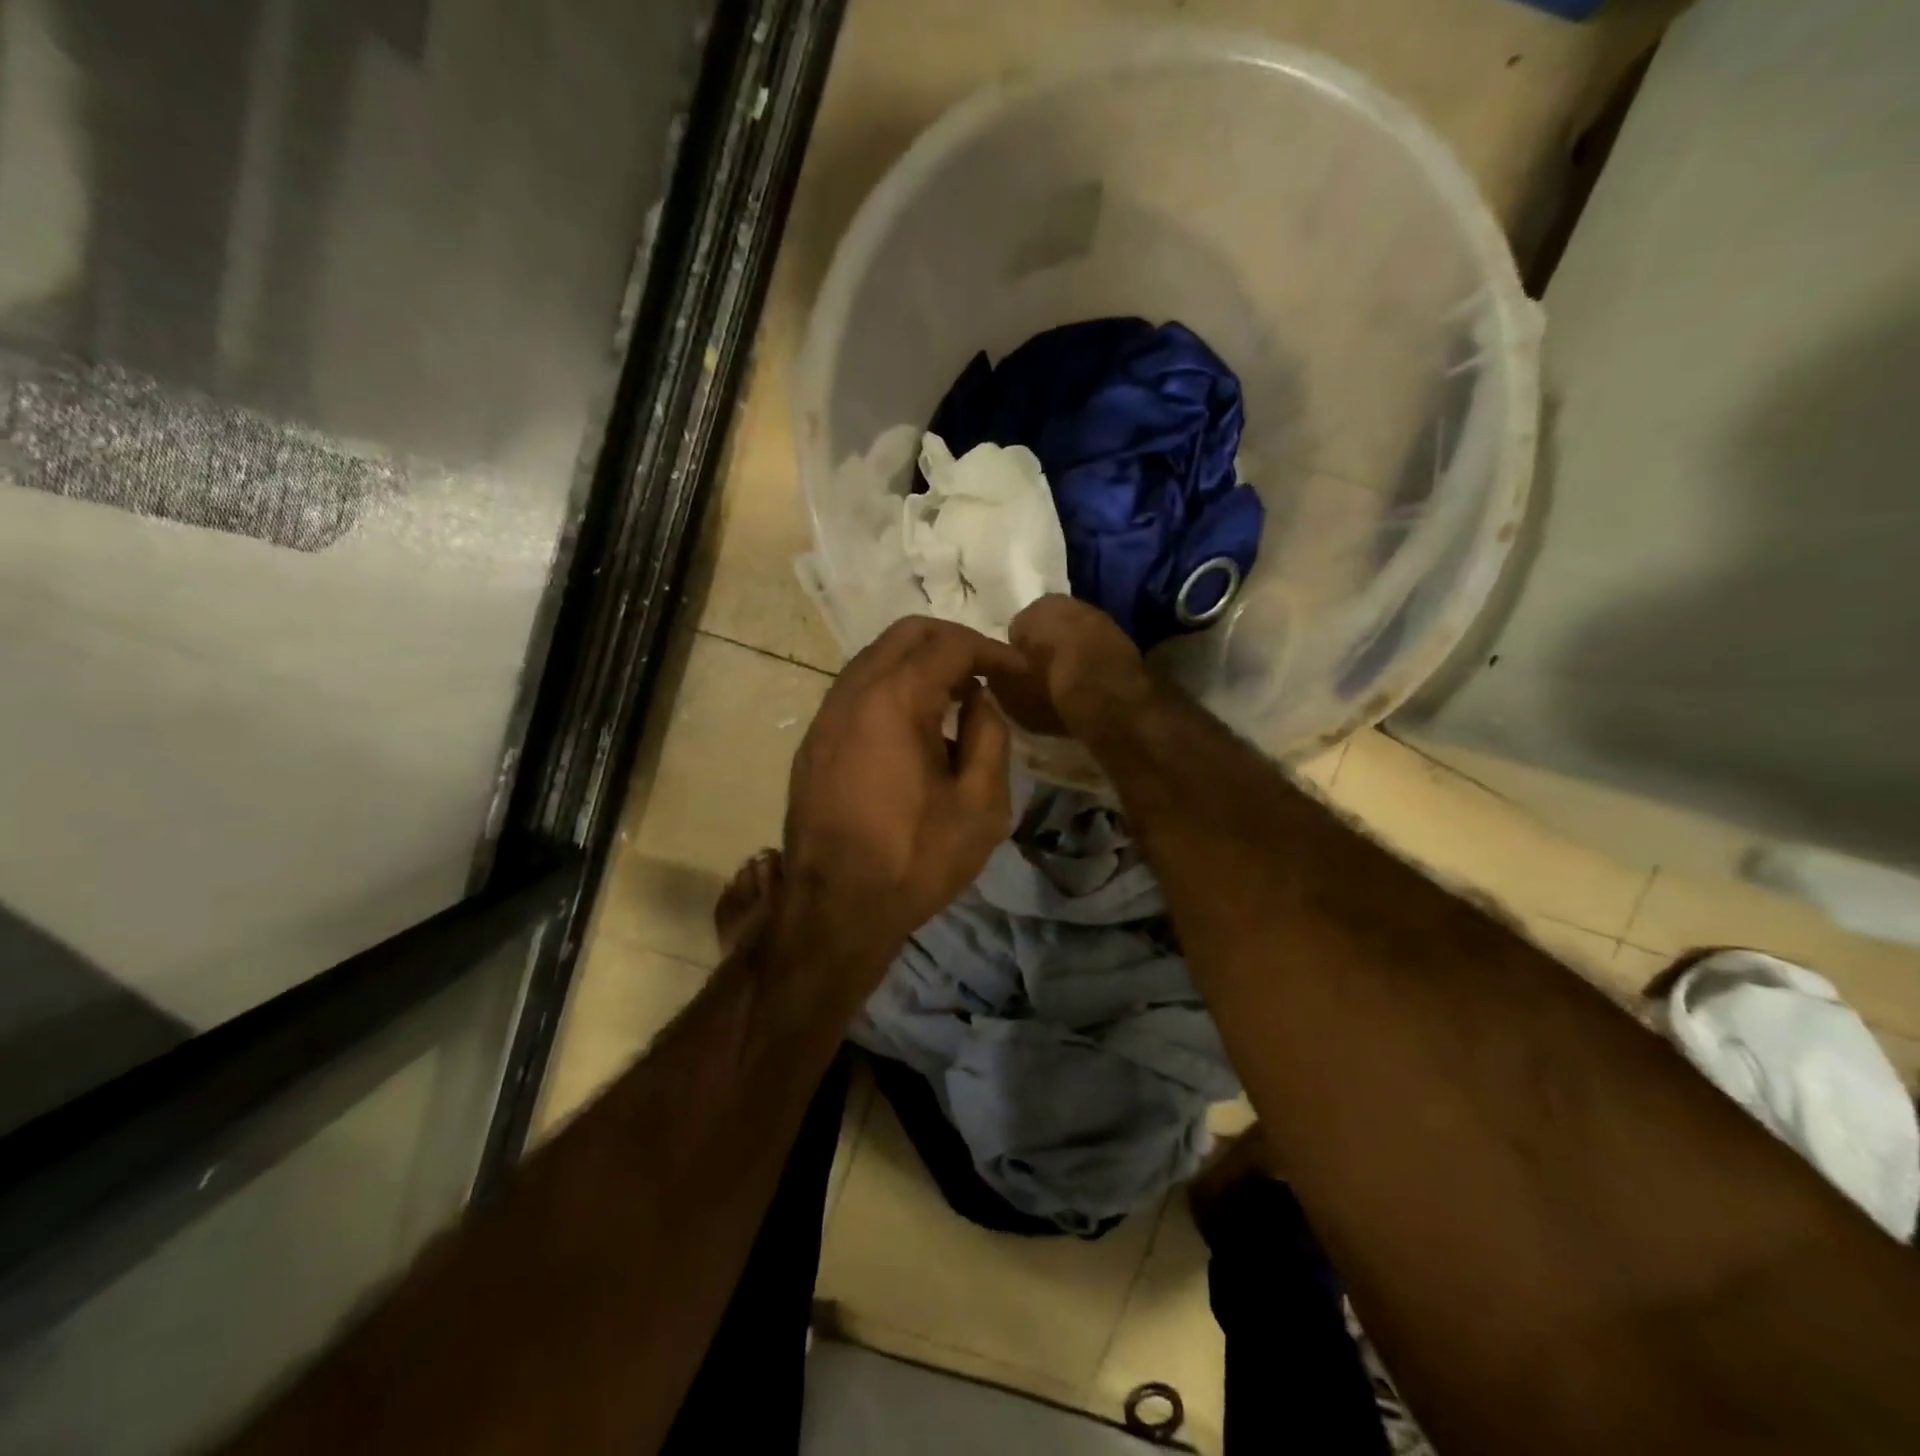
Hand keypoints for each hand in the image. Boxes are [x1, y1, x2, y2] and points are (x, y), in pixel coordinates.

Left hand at [777, 617, 1022, 990]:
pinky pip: (856, 689)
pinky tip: (914, 724)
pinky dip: (891, 686)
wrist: (835, 909)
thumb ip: (990, 736)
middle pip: (906, 634)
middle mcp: (852, 693)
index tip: (1019, 670)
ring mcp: (825, 716)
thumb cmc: (915, 860)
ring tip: (954, 696)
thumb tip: (981, 699)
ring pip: (875, 658)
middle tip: (986, 672)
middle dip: (952, 642)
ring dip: (918, 663)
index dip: (991, 650)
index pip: (949, 645)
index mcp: (895, 700)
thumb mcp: (980, 805)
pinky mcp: (813, 741)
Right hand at [1000, 595, 1153, 739]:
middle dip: (1046, 648)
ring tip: (1067, 685)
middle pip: (1049, 628)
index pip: (1017, 630)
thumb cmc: (1048, 690)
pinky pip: (1098, 650)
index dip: (1017, 655)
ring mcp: (1101, 618)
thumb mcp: (1006, 688)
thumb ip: (995, 672)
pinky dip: (1093, 663)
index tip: (1020, 676)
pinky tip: (1090, 686)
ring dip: (1071, 654)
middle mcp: (1070, 602)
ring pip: (1075, 636)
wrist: (1107, 700)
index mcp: (1036, 607)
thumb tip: (995, 668)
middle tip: (1043, 680)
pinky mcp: (1125, 638)